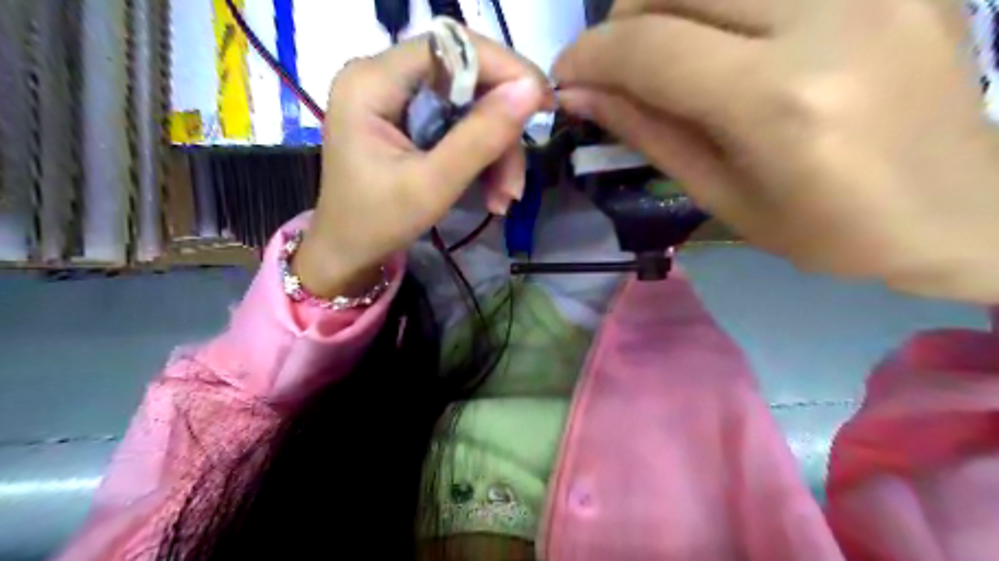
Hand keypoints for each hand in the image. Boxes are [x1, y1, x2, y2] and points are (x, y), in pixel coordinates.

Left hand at [296, 30, 550, 297]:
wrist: (349, 253)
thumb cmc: (377, 223)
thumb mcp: (432, 185)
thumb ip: (480, 138)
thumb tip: (531, 90)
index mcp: (371, 82)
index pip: (449, 47)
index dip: (503, 68)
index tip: (543, 103)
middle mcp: (382, 77)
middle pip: (464, 79)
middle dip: (499, 129)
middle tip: (517, 176)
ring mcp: (396, 98)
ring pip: (469, 106)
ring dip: (496, 152)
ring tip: (504, 198)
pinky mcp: (409, 120)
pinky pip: (460, 125)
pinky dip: (482, 158)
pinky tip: (492, 193)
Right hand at [555, 0, 998, 302]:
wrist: (958, 211)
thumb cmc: (826, 230)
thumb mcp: (722, 196)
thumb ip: (649, 134)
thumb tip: (581, 96)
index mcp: (779, 102)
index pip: (652, 48)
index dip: (590, 57)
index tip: (566, 78)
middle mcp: (828, 18)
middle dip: (623, 17)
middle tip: (616, 62)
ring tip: (663, 42)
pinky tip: (726, 30)